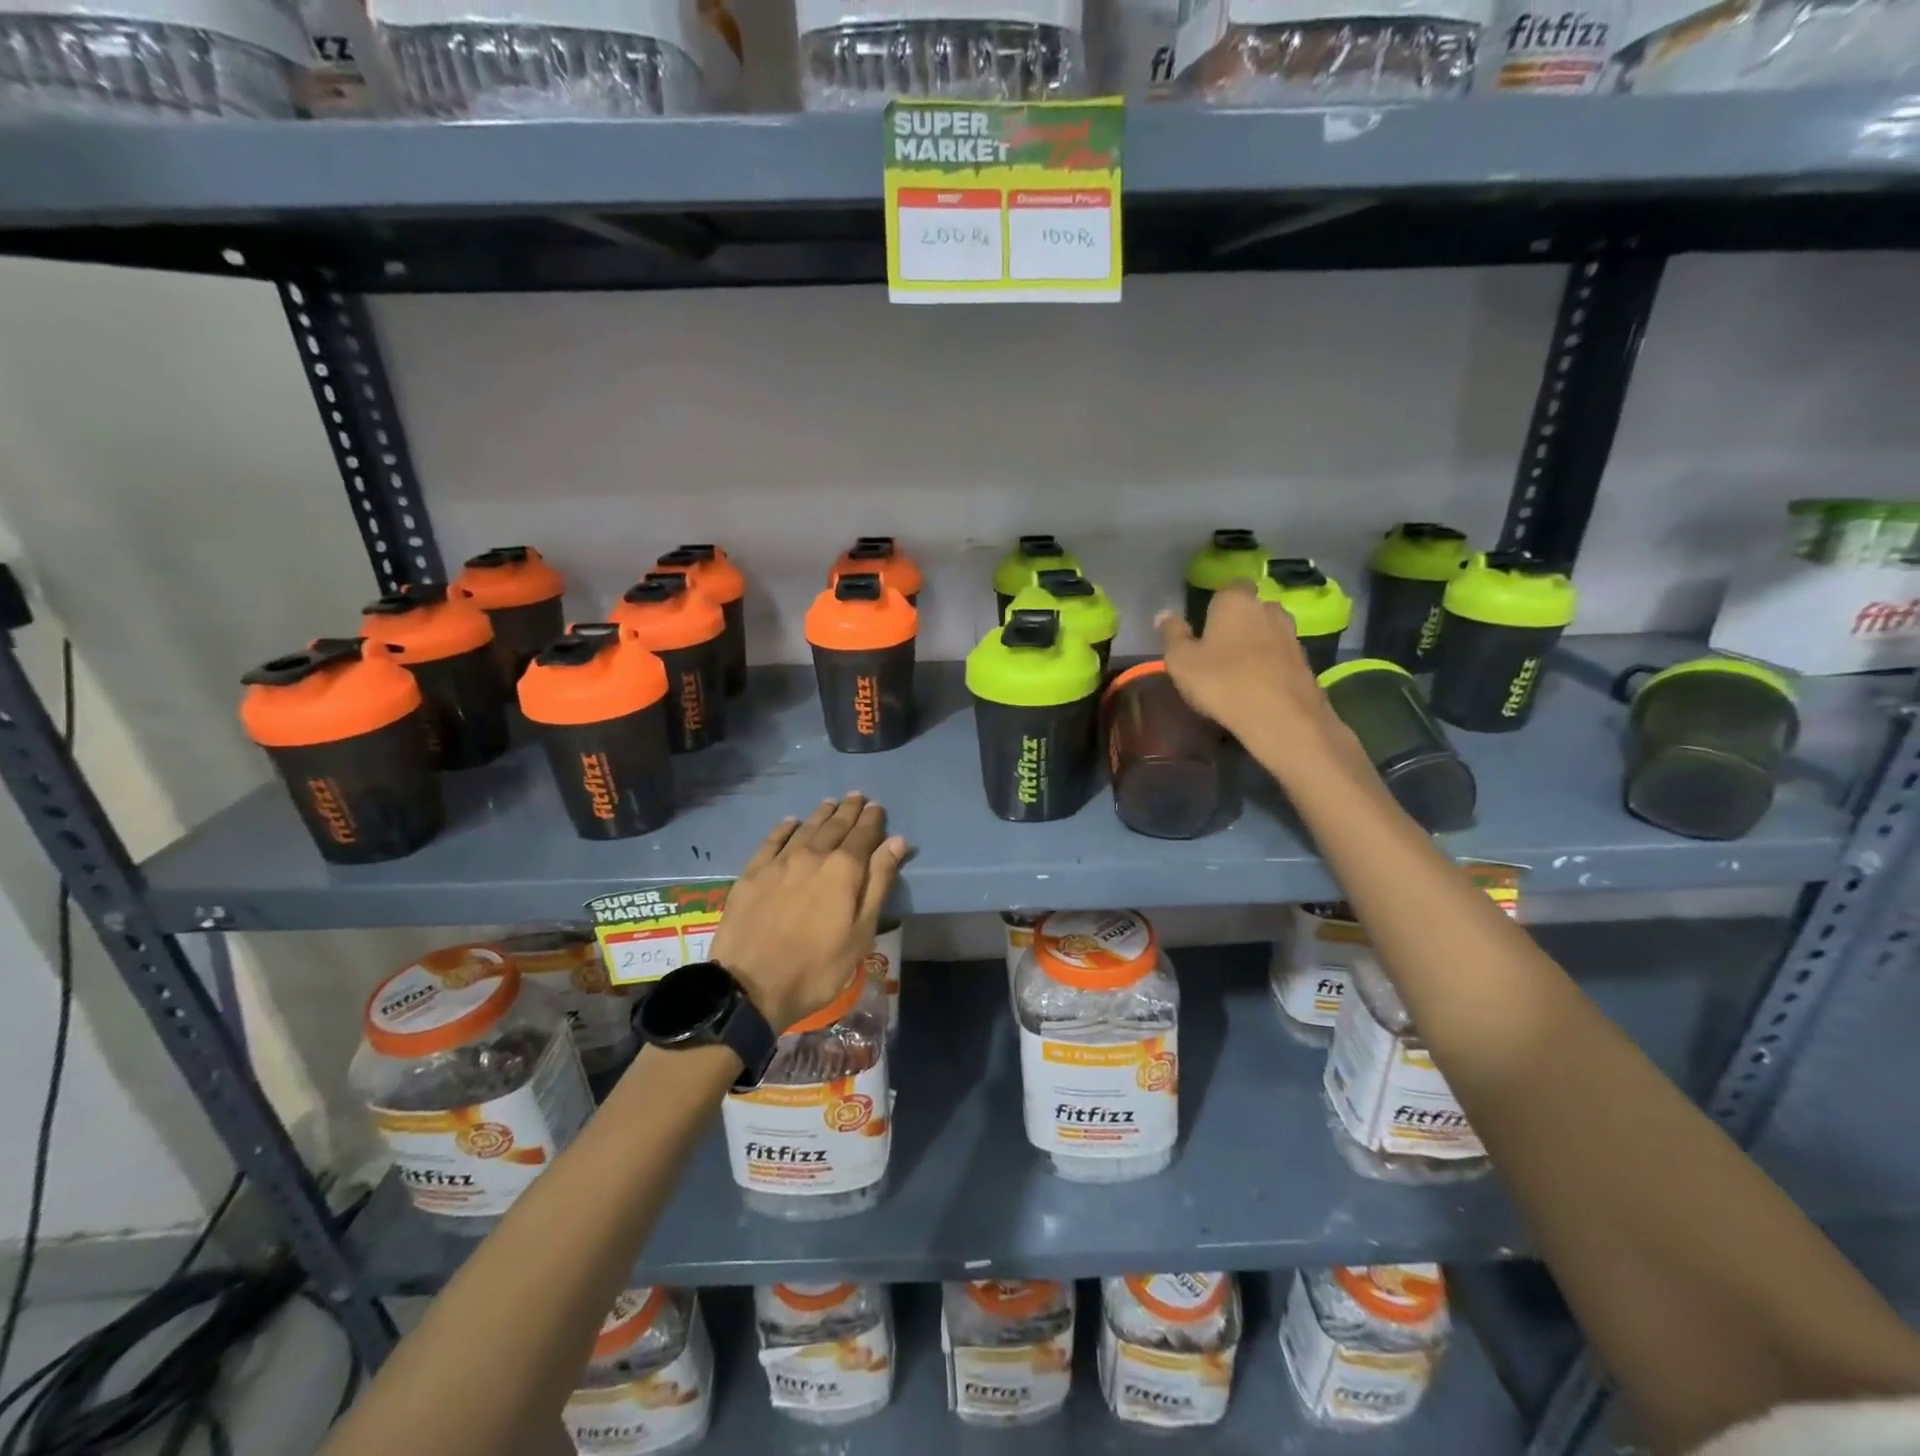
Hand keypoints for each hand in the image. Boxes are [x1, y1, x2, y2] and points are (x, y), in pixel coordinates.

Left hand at [711, 794, 906, 1032]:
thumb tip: (896, 842)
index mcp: (843, 870)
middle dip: (848, 811)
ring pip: (805, 829)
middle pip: (834, 826)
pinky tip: (790, 822)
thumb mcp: (860, 932)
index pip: (863, 835)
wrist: (750, 988)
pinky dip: (784, 829)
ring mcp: (779, 863)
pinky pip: (771, 841)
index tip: (877, 807)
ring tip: (830, 803)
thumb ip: (878, 883)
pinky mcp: (752, 874)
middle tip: (856, 797)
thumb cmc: (817, 968)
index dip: (872, 820)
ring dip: (821, 814)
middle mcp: (812, 856)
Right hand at [1155, 584, 1355, 774]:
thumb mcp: (1181, 661)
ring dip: (1254, 643)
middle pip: (1249, 608)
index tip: (1202, 625)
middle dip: (1236, 622)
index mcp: (1235, 600)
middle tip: (1217, 648)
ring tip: (1237, 668)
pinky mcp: (1305, 659)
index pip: (1226, 588)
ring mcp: (1290, 633)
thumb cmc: (1221, 681)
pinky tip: (1257, 684)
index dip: (1214, 605)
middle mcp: (1267, 607)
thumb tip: (1164, 614)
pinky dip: (1269, 663)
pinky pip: (1280, 654)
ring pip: (1266, 630)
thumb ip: (1172, 634)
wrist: (1280, 717)